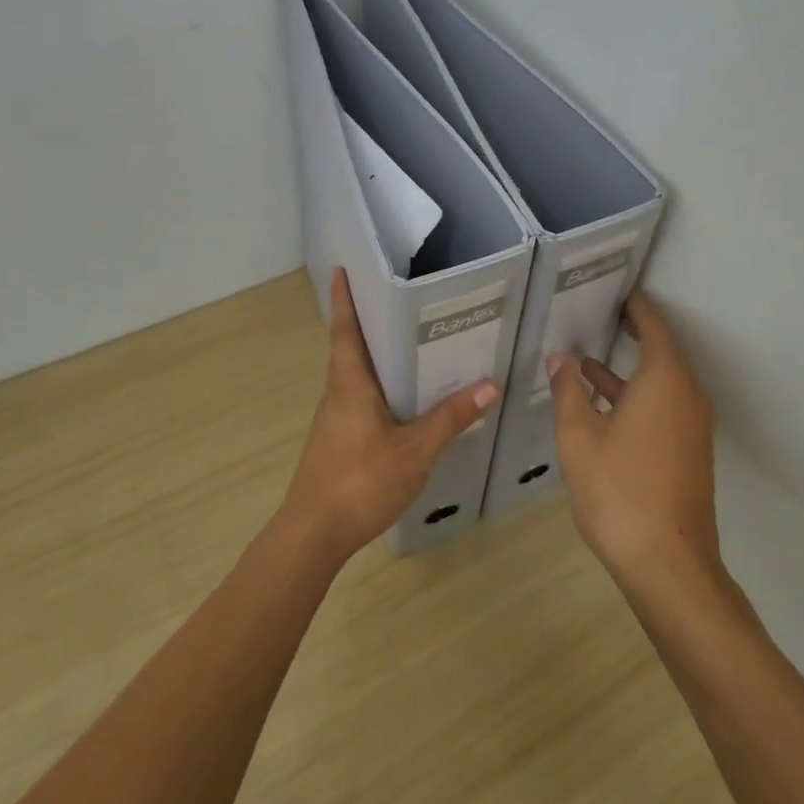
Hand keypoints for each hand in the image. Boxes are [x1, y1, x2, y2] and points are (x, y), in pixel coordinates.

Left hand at [283, 269, 497, 564]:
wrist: (314, 534)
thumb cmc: (360, 481)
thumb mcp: (415, 450)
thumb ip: (450, 418)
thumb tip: (489, 385)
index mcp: (350, 384)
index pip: (344, 330)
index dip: (344, 299)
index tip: (341, 269)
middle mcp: (338, 394)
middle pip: (349, 347)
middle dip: (366, 321)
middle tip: (395, 297)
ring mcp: (335, 419)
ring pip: (355, 375)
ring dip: (374, 355)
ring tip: (408, 341)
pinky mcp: (338, 441)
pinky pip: (359, 399)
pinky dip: (378, 385)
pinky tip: (403, 398)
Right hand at [548, 290, 719, 586]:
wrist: (668, 564)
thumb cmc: (619, 490)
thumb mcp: (579, 436)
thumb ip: (568, 391)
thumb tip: (561, 359)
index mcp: (665, 380)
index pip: (653, 326)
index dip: (635, 306)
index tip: (616, 288)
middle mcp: (687, 394)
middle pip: (661, 351)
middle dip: (631, 333)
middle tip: (599, 313)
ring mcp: (692, 425)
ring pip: (660, 382)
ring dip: (627, 370)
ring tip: (585, 359)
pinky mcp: (688, 450)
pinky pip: (664, 406)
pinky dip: (635, 396)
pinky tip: (602, 405)